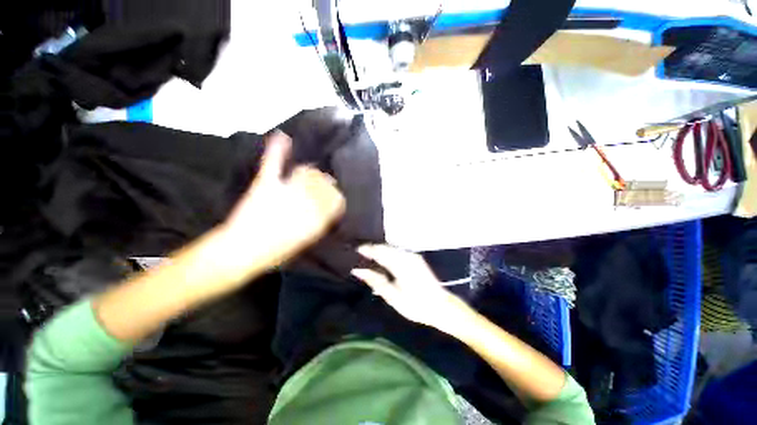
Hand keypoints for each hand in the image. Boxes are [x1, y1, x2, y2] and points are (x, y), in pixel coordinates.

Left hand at [221, 131, 345, 268]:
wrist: (241, 252)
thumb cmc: (276, 252)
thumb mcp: (306, 241)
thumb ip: (320, 222)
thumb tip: (330, 207)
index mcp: (317, 218)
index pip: (336, 199)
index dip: (336, 196)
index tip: (335, 196)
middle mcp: (306, 202)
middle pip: (323, 183)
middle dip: (325, 182)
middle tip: (324, 183)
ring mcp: (286, 191)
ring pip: (307, 172)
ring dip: (311, 172)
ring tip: (310, 173)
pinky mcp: (265, 184)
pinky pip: (274, 164)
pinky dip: (277, 150)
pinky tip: (283, 137)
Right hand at [351, 245, 469, 330]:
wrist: (441, 306)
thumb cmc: (416, 305)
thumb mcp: (393, 296)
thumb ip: (375, 281)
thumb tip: (358, 270)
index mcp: (400, 264)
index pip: (379, 252)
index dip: (366, 249)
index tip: (354, 250)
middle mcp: (406, 255)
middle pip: (385, 247)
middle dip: (372, 248)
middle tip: (359, 253)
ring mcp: (412, 256)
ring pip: (391, 248)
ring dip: (379, 250)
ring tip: (367, 255)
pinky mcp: (416, 258)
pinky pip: (397, 251)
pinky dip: (388, 253)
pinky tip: (382, 258)